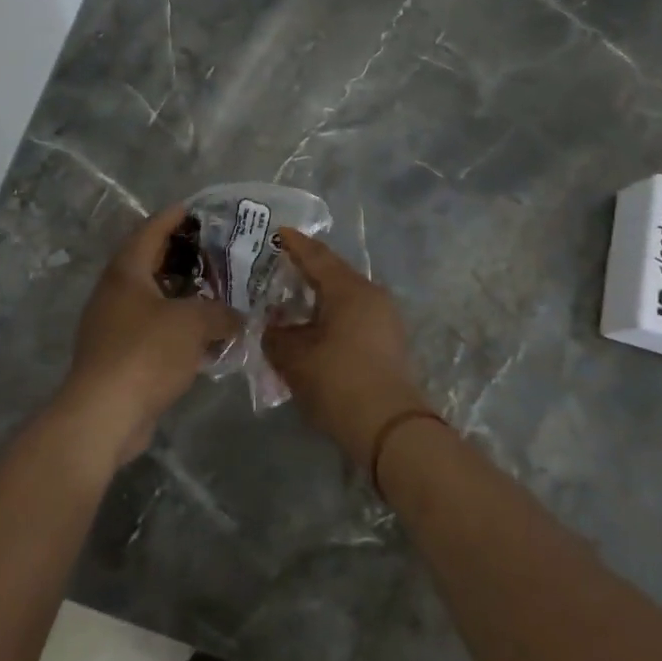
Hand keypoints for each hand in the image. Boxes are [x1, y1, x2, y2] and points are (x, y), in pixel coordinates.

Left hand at [57, 203, 240, 468]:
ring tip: (216, 291)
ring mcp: (113, 325)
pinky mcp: (119, 356)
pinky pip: (153, 329)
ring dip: (182, 294)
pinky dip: (177, 326)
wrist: (105, 414)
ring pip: (153, 298)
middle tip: (217, 252)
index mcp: (127, 271)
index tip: (199, 209)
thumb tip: (237, 316)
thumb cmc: (146, 352)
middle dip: (183, 256)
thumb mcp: (193, 322)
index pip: (151, 230)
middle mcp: (115, 292)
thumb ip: (221, 312)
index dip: (175, 217)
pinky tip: (204, 335)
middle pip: (151, 262)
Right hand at [263, 229, 431, 468]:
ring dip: (319, 299)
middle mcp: (371, 296)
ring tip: (293, 303)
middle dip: (306, 271)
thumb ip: (276, 336)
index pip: (317, 257)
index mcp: (349, 289)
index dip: (295, 244)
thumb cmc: (338, 381)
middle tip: (280, 268)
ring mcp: (385, 319)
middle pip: (334, 275)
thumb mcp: (294, 358)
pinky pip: (354, 317)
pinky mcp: (389, 343)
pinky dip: (332, 317)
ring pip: (345, 298)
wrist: (388, 428)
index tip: (279, 232)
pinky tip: (314, 330)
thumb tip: (272, 326)